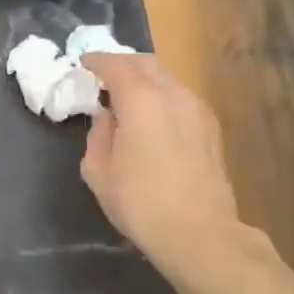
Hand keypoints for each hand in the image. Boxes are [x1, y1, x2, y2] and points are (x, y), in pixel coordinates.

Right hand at [79, 52, 260, 286]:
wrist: (199, 232)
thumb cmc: (139, 201)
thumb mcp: (98, 170)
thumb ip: (98, 133)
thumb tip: (107, 118)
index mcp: (140, 99)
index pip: (115, 65)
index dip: (96, 61)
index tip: (83, 64)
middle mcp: (172, 94)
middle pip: (145, 63)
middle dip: (121, 64)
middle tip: (102, 77)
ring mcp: (197, 109)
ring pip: (166, 78)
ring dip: (144, 80)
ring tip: (126, 98)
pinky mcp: (210, 128)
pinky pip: (180, 97)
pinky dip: (161, 96)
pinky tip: (151, 118)